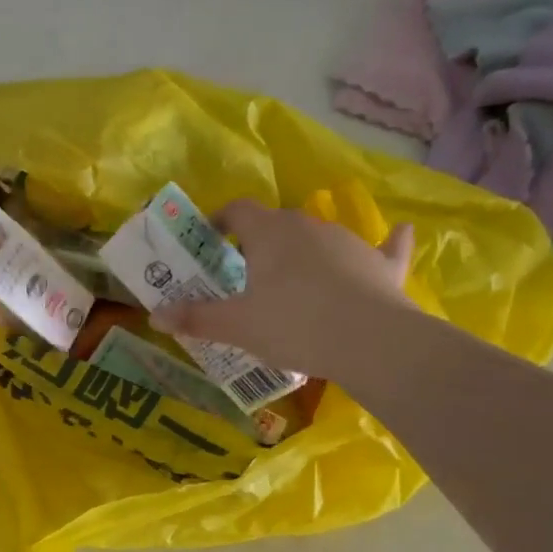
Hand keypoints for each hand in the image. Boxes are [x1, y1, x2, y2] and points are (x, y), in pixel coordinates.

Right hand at [151, 200, 414, 380]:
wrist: (371, 341)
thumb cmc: (293, 324)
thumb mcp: (236, 326)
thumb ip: (195, 318)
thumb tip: (155, 315)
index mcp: (269, 233)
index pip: (238, 210)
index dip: (221, 219)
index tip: (211, 237)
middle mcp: (308, 226)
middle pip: (277, 222)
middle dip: (260, 241)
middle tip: (246, 272)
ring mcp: (350, 241)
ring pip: (320, 237)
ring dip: (305, 250)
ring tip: (294, 281)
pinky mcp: (383, 264)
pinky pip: (385, 246)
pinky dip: (386, 243)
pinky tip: (398, 232)